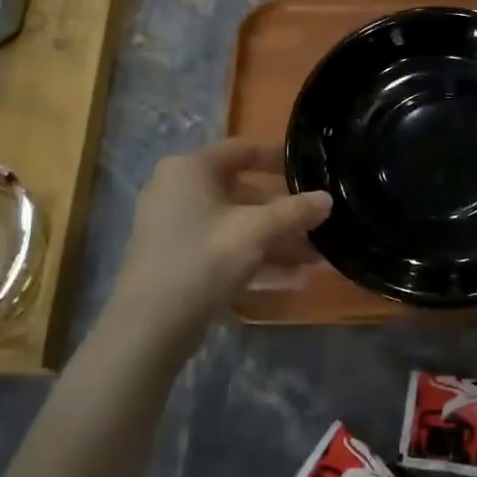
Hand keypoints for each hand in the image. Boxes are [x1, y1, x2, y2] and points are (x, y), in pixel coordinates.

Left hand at [106, 141, 330, 351]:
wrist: (149, 326)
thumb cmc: (203, 259)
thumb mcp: (257, 232)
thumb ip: (295, 212)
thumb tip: (327, 198)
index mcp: (190, 169)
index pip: (242, 150)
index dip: (278, 158)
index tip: (310, 168)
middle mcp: (177, 191)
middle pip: (242, 193)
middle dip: (283, 214)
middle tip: (318, 224)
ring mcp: (174, 228)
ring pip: (235, 226)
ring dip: (275, 242)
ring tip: (316, 260)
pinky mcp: (176, 260)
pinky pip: (223, 250)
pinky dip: (254, 260)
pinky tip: (293, 281)